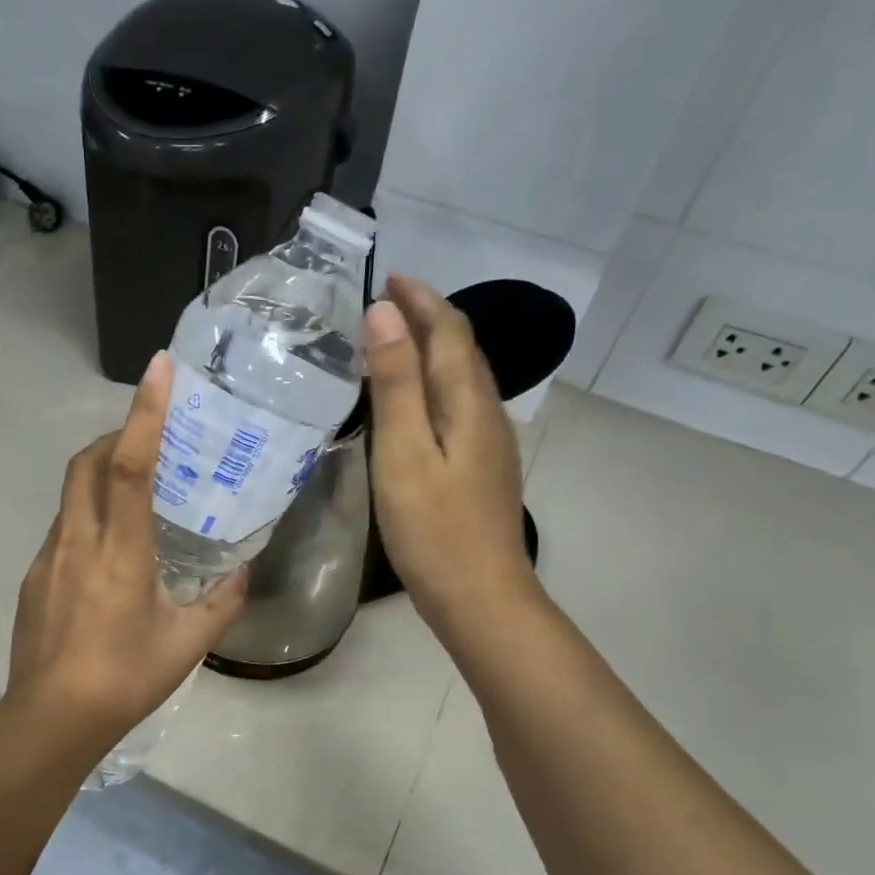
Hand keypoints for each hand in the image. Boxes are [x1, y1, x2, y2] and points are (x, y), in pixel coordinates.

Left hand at [5, 353, 247, 754]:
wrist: (51, 719)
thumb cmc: (125, 678)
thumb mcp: (187, 643)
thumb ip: (222, 603)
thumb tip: (244, 573)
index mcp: (120, 551)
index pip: (130, 465)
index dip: (144, 413)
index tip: (158, 368)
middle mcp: (78, 541)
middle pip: (86, 463)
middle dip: (114, 436)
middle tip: (147, 440)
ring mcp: (48, 557)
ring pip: (70, 495)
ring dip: (98, 476)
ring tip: (133, 495)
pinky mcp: (33, 578)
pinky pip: (62, 528)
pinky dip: (86, 516)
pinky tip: (107, 554)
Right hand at [366, 275, 541, 644]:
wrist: (479, 596)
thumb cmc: (433, 528)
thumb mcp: (404, 453)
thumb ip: (396, 384)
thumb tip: (385, 315)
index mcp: (468, 404)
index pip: (449, 331)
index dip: (421, 299)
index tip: (387, 277)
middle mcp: (487, 414)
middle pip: (462, 350)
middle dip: (429, 317)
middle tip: (386, 304)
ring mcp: (490, 444)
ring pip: (463, 379)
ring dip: (433, 350)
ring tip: (394, 343)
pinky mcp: (482, 469)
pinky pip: (460, 406)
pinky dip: (435, 385)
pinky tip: (415, 402)